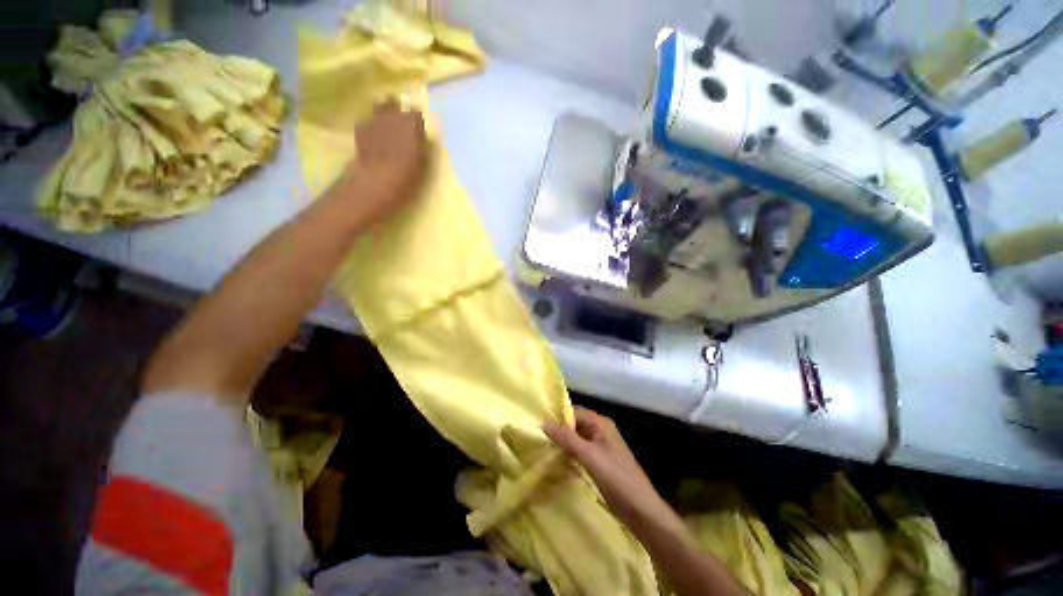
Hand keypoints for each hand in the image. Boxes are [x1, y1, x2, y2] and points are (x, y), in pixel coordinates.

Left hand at [335, 101, 428, 224]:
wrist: (375, 182)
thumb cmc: (406, 175)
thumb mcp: (423, 163)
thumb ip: (423, 146)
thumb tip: (423, 138)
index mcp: (411, 122)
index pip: (416, 113)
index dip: (417, 120)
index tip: (419, 128)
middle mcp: (391, 115)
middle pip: (393, 104)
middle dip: (397, 110)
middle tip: (402, 122)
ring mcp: (373, 121)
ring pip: (378, 109)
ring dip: (383, 115)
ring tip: (388, 127)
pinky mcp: (360, 130)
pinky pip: (368, 122)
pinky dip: (372, 126)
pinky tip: (375, 137)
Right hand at [543, 407, 669, 529]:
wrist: (641, 510)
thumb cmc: (616, 478)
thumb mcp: (589, 455)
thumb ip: (567, 438)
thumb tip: (544, 422)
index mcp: (601, 423)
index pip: (574, 412)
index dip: (558, 416)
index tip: (538, 423)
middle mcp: (601, 431)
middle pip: (575, 424)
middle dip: (559, 429)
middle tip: (537, 435)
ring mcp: (601, 447)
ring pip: (577, 438)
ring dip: (563, 441)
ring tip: (542, 446)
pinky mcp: (600, 462)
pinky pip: (580, 451)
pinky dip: (569, 453)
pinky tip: (557, 459)